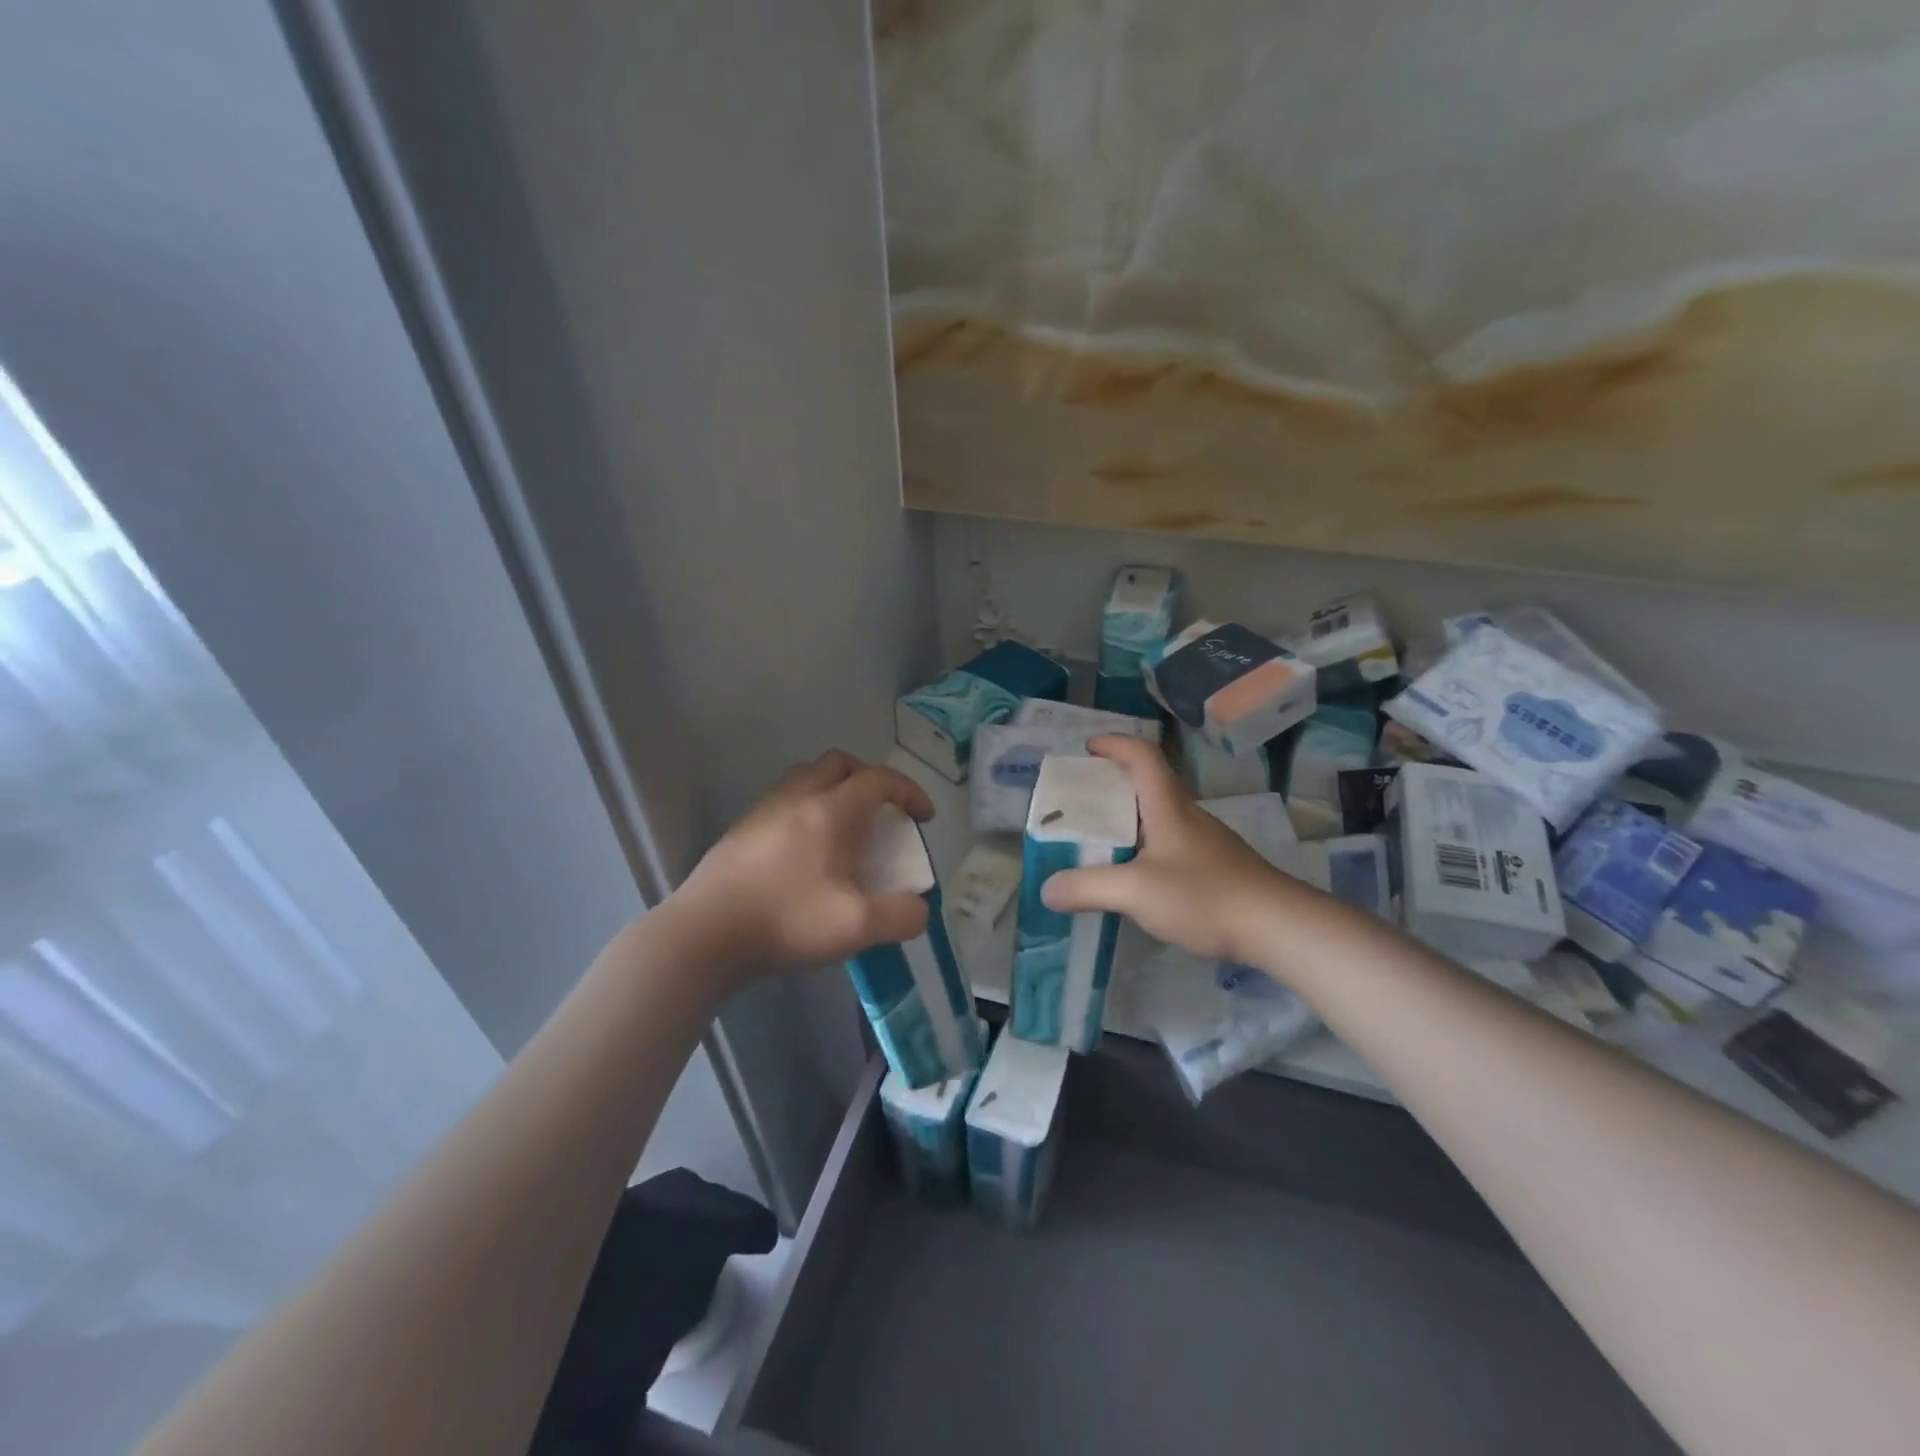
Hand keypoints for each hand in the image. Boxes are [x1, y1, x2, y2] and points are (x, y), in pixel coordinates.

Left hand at [671, 750, 936, 977]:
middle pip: (841, 763)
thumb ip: (901, 916)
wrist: (705, 934)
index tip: (923, 816)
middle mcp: (799, 797)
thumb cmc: (786, 921)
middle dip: (870, 778)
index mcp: (831, 812)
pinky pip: (783, 798)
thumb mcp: (857, 927)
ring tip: (844, 824)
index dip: (909, 792)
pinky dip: (806, 806)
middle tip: (882, 810)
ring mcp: (765, 809)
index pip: (880, 780)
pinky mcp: (742, 828)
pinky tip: (804, 847)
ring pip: (807, 776)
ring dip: (834, 787)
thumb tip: (918, 908)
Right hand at [1040, 736, 1298, 963]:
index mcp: (1168, 806)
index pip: (1142, 756)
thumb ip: (1088, 888)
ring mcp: (1204, 841)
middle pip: (1149, 782)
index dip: (1114, 744)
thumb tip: (1047, 889)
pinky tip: (1135, 876)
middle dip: (1112, 783)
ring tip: (1098, 839)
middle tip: (1080, 800)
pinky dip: (1144, 845)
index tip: (1087, 748)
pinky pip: (1170, 842)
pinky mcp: (1214, 866)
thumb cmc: (1204, 895)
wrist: (1277, 926)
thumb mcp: (1136, 891)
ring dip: (1128, 817)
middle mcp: (1187, 815)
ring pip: (1159, 815)